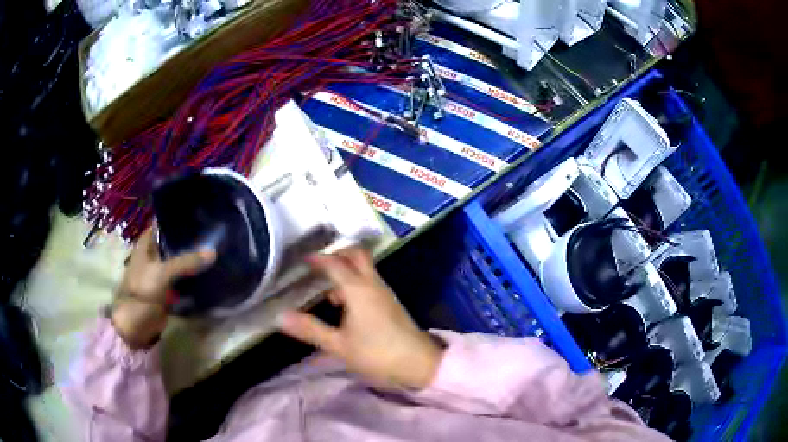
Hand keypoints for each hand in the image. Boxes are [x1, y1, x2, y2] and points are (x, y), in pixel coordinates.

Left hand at [111, 228, 215, 348]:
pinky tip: (210, 272)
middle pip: (173, 242)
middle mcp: (154, 255)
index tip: (199, 214)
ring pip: (180, 261)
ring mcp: (161, 273)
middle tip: (214, 233)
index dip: (178, 218)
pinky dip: (193, 277)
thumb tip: (213, 251)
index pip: (163, 223)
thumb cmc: (141, 292)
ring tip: (217, 249)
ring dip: (193, 259)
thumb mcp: (162, 273)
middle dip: (190, 239)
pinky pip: (183, 279)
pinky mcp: (168, 290)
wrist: (136, 326)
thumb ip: (185, 261)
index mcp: (146, 244)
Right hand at [278, 247, 442, 389]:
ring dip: (346, 271)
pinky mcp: (390, 304)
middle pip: (357, 255)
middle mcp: (373, 285)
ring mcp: (385, 293)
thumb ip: (310, 329)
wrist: (419, 364)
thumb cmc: (377, 354)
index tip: (302, 259)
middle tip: (318, 264)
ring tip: (326, 288)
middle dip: (337, 254)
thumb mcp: (339, 345)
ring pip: (365, 269)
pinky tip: (344, 306)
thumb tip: (281, 316)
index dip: (318, 259)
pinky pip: (370, 283)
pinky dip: (355, 283)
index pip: (336, 264)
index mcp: (359, 289)